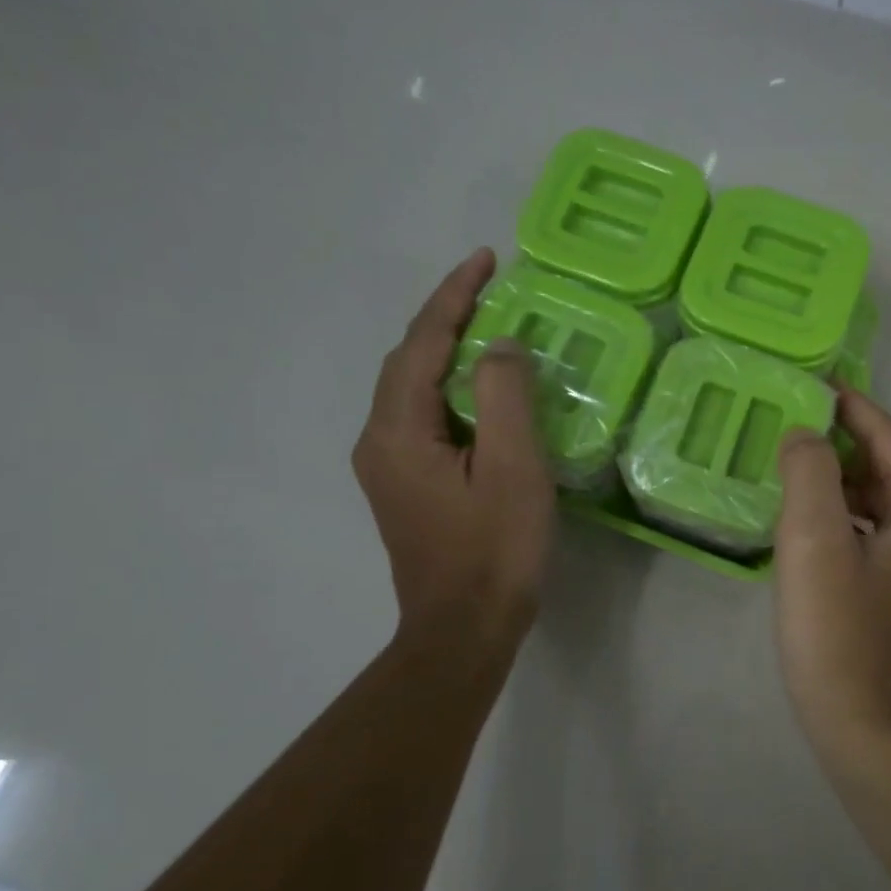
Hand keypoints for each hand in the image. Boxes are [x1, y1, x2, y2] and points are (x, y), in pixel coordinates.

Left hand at [353, 248, 553, 642]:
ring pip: (416, 391)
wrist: (464, 630)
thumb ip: (505, 397)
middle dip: (448, 319)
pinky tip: (483, 394)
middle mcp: (378, 441)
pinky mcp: (405, 488)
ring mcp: (388, 468)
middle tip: (492, 290)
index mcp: (397, 431)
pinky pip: (425, 419)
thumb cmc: (494, 551)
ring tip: (492, 330)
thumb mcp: (512, 469)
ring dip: (449, 354)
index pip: (422, 344)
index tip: (486, 259)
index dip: (454, 297)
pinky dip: (452, 392)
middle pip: (410, 362)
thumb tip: (500, 346)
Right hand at [773, 389, 890, 743]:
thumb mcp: (814, 542)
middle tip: (791, 425)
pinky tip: (809, 521)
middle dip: (844, 443)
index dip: (853, 408)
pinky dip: (847, 517)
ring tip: (792, 466)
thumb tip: (806, 436)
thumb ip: (810, 472)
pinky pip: (879, 533)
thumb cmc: (839, 633)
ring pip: (885, 502)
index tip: (814, 384)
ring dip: (842, 482)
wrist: (868, 728)